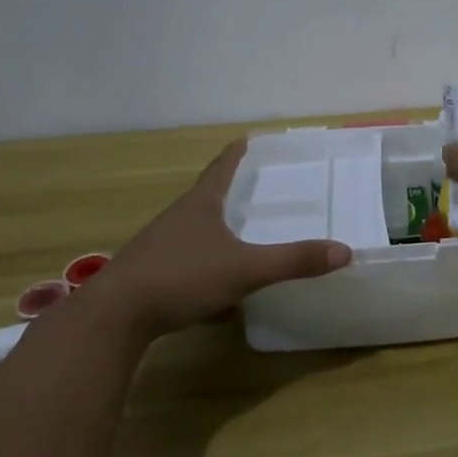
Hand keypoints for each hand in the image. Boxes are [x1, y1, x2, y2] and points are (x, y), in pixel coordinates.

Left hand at [103, 139, 350, 334]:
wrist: (113, 318)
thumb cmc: (181, 277)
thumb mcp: (244, 269)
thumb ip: (293, 261)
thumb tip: (344, 251)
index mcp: (200, 205)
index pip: (221, 168)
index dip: (236, 154)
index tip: (246, 138)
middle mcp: (177, 218)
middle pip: (206, 196)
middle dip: (228, 190)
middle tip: (254, 187)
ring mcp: (158, 246)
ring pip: (193, 230)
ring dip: (214, 228)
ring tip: (237, 234)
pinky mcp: (147, 275)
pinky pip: (183, 261)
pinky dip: (202, 264)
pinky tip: (214, 287)